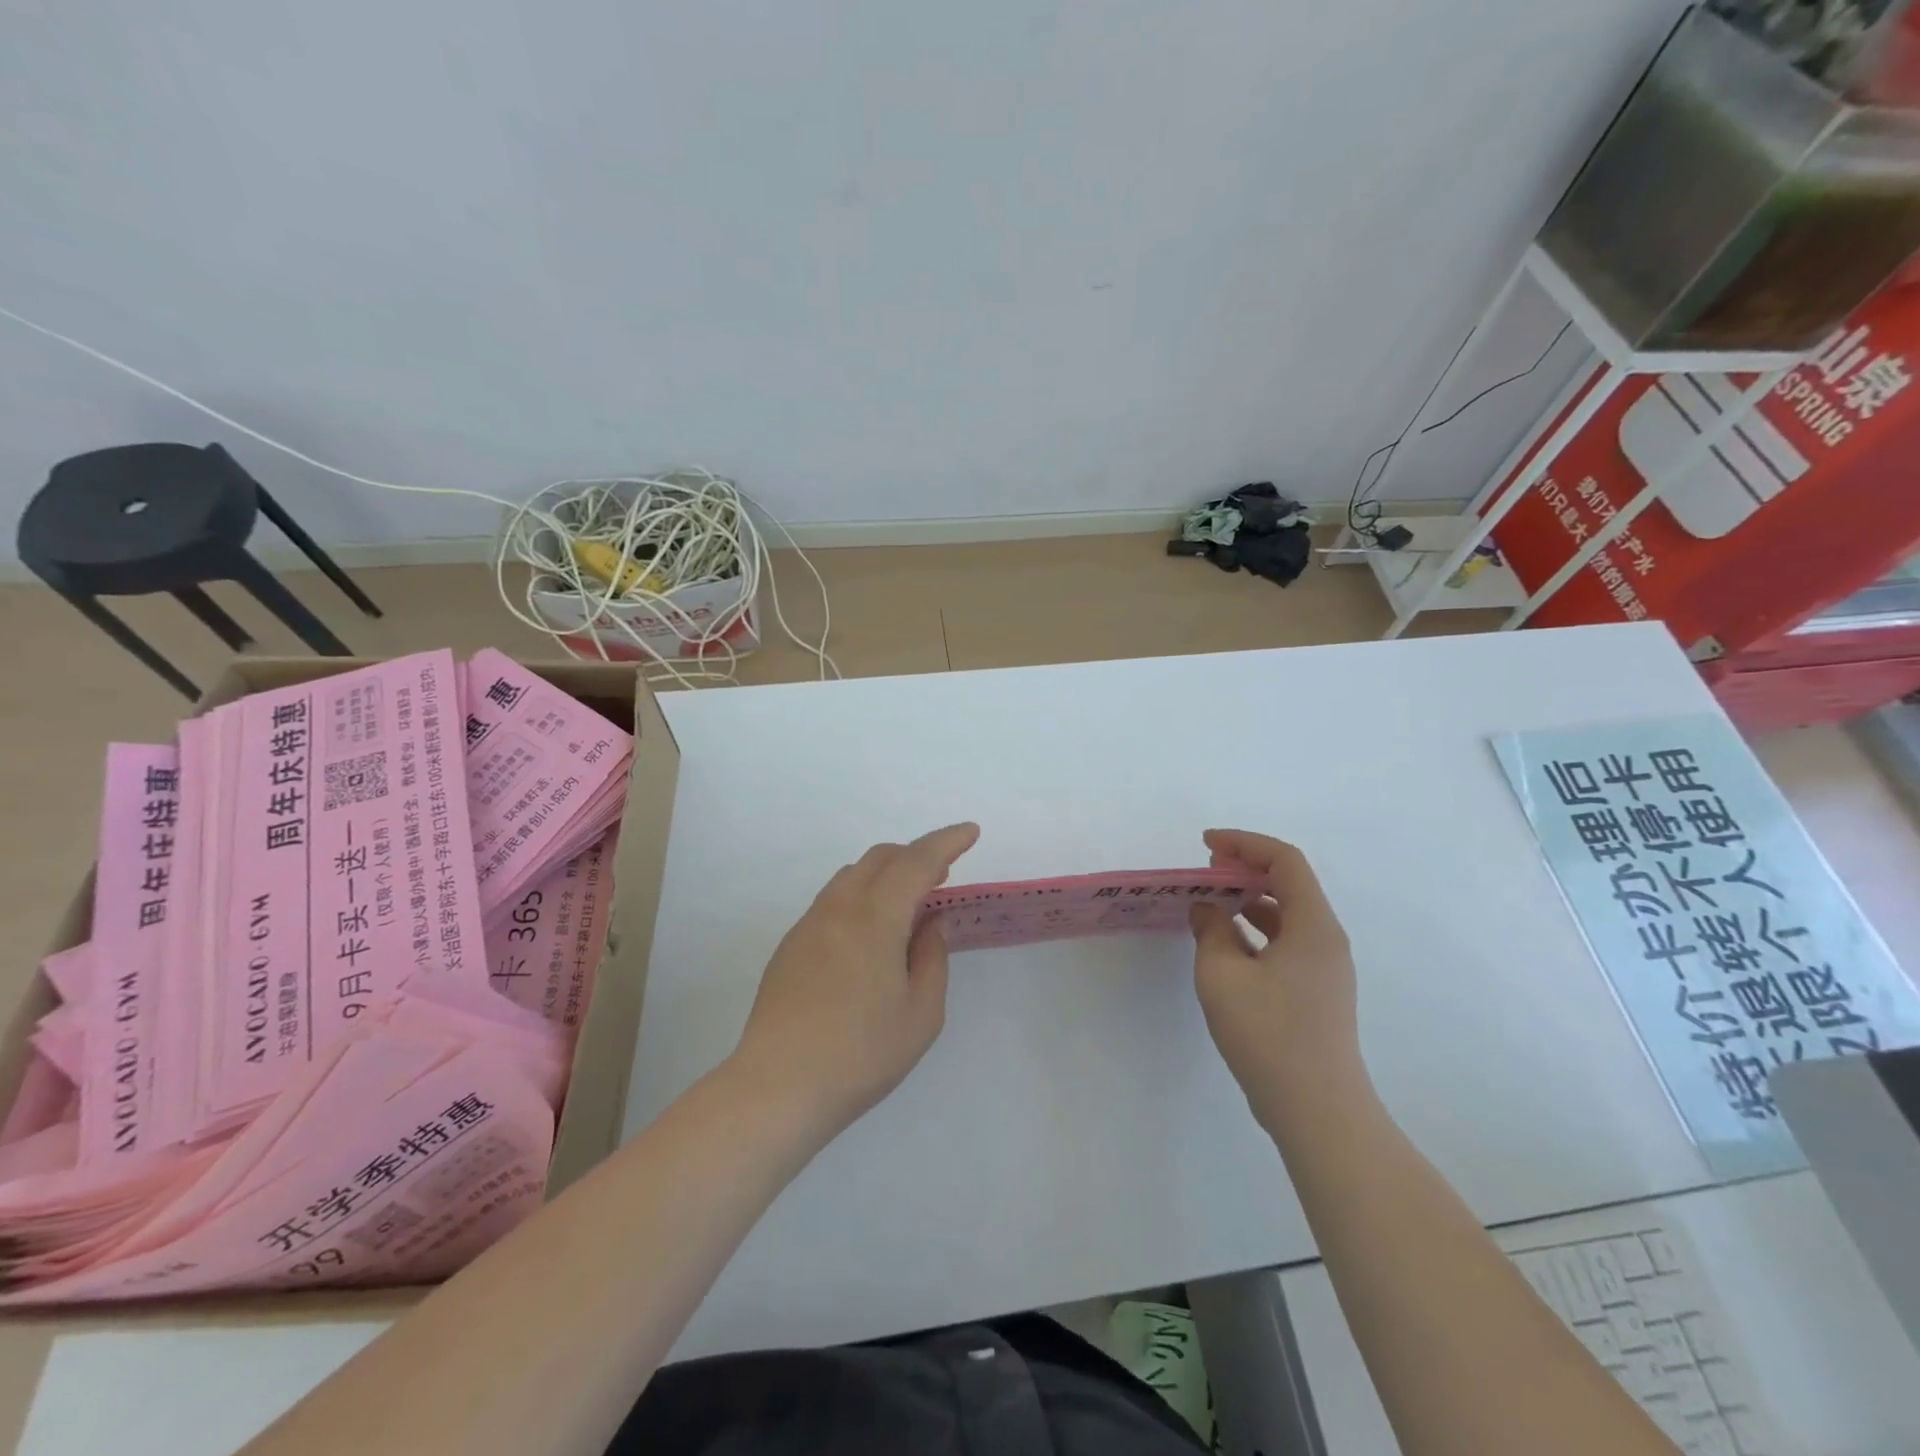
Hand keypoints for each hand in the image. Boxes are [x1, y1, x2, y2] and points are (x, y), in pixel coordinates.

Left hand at [730, 823, 980, 1137]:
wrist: (778, 1086)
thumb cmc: (861, 1053)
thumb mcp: (920, 1013)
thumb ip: (932, 958)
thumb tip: (933, 922)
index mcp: (875, 917)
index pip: (917, 861)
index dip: (947, 842)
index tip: (970, 832)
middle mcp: (839, 907)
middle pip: (880, 858)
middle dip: (916, 855)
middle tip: (942, 875)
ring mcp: (809, 924)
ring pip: (852, 876)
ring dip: (886, 874)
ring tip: (908, 904)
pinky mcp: (791, 946)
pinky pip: (833, 900)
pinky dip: (861, 896)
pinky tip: (870, 935)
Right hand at [1190, 830, 1366, 1128]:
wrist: (1318, 1111)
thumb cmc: (1269, 1035)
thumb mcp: (1222, 976)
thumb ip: (1211, 932)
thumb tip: (1208, 909)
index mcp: (1313, 926)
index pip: (1284, 860)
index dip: (1244, 843)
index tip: (1206, 845)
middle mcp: (1326, 939)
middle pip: (1290, 884)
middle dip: (1245, 868)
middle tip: (1205, 871)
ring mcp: (1325, 968)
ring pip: (1288, 915)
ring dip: (1249, 900)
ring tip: (1210, 902)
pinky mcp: (1317, 993)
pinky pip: (1286, 942)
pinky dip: (1256, 930)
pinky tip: (1225, 944)